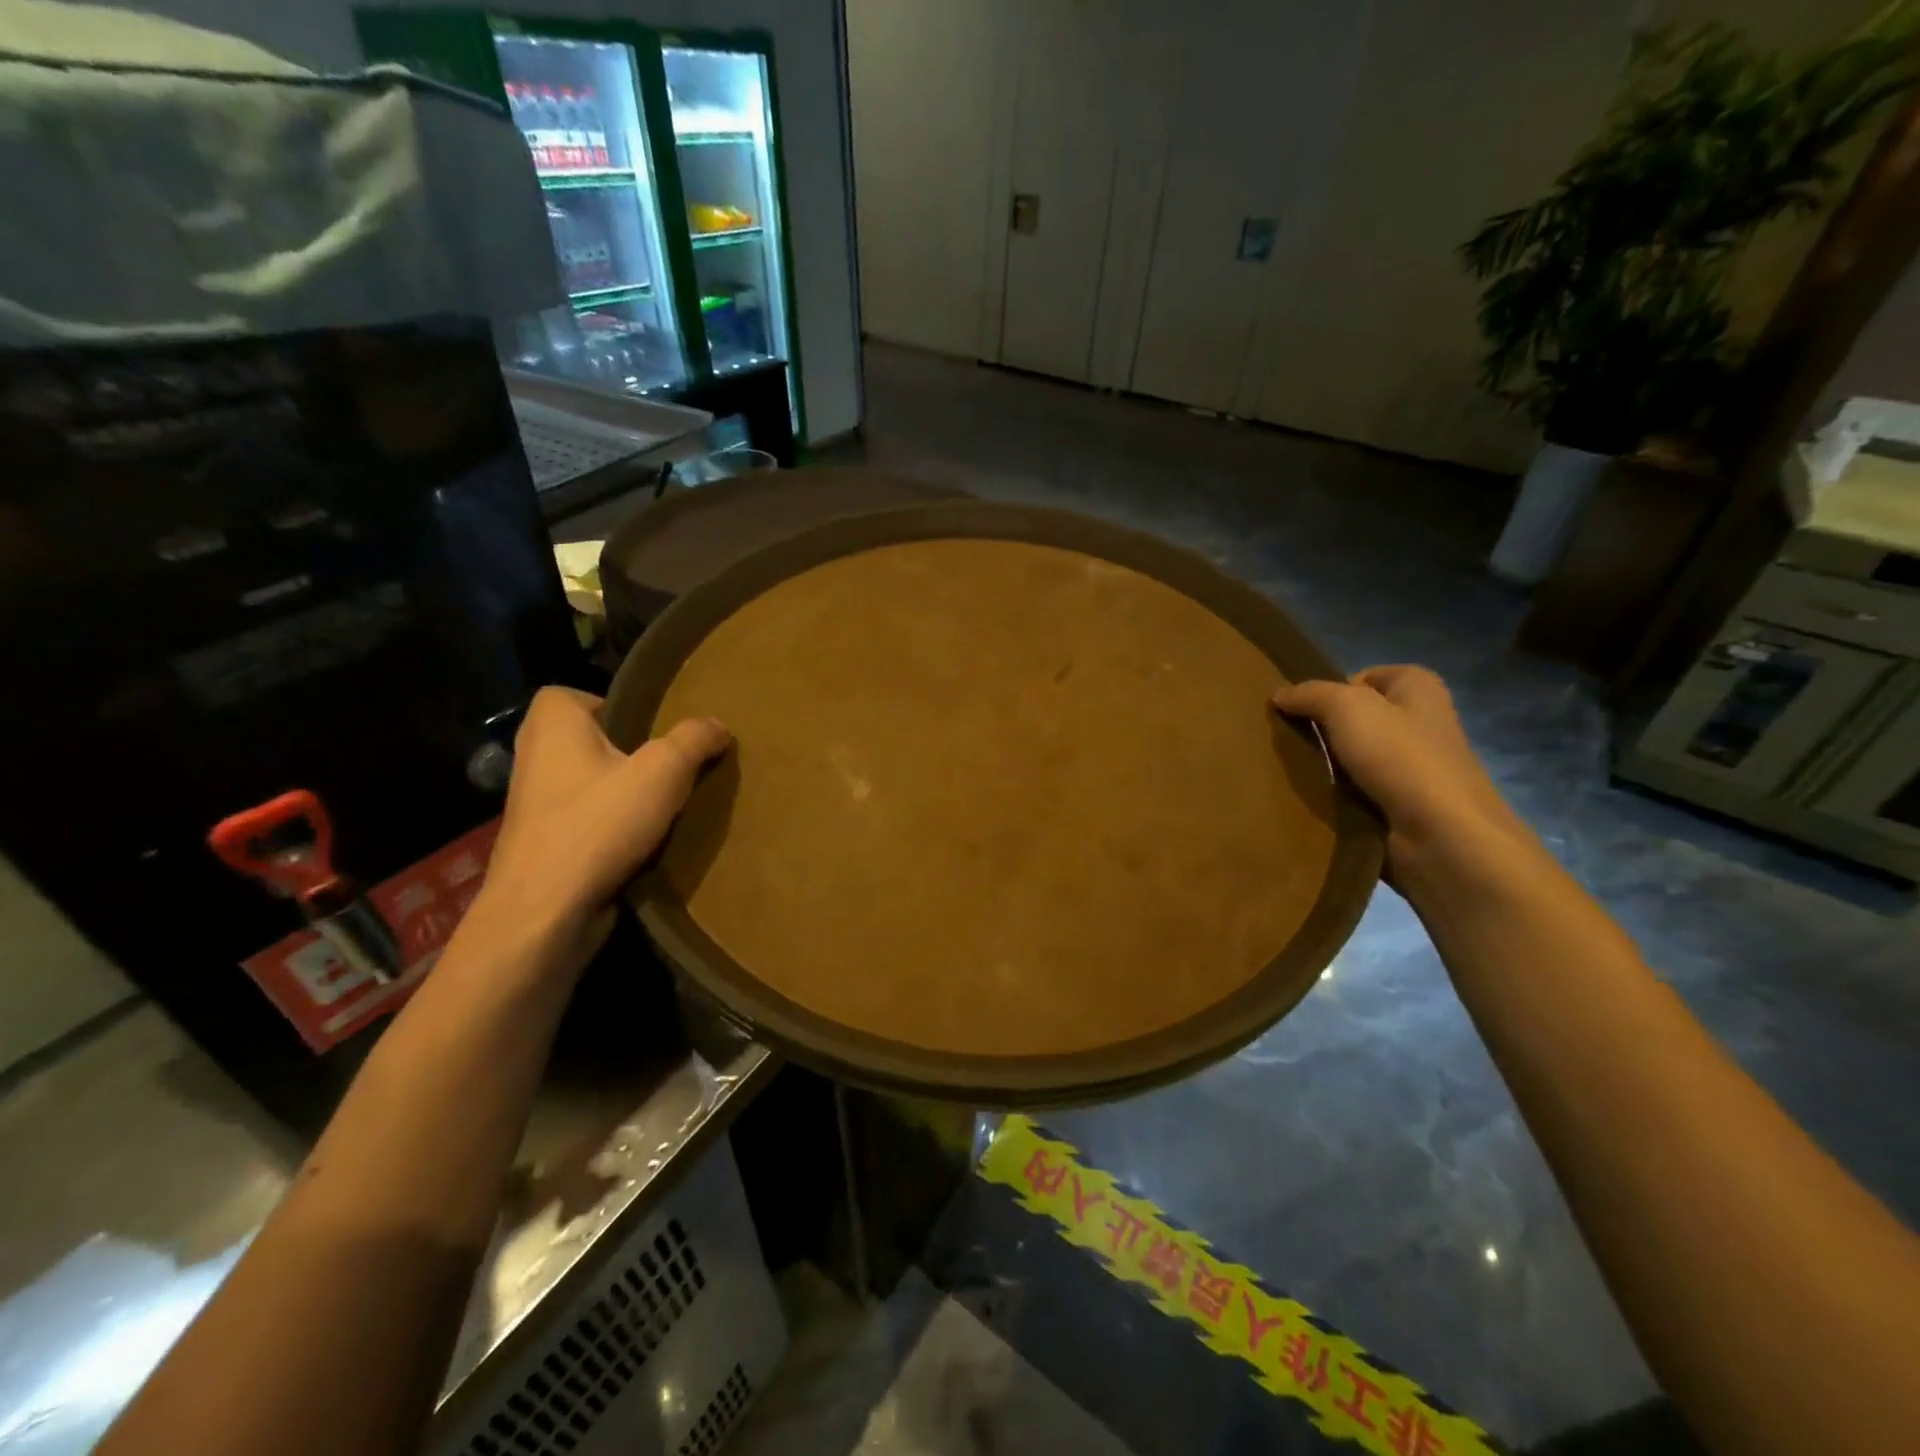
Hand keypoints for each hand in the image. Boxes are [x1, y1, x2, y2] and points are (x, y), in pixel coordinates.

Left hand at [474, 686, 730, 964]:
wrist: (545, 911)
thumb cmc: (598, 824)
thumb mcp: (664, 770)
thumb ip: (694, 739)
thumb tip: (718, 725)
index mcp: (551, 724)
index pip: (576, 694)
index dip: (616, 706)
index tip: (653, 729)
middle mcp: (535, 756)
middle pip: (591, 740)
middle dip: (631, 752)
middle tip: (673, 764)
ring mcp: (535, 803)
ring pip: (592, 781)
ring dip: (626, 791)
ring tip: (668, 803)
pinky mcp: (543, 843)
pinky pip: (588, 818)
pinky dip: (614, 824)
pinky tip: (648, 839)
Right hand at [1273, 666, 1531, 883]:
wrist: (1441, 836)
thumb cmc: (1400, 757)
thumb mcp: (1346, 707)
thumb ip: (1310, 694)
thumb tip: (1279, 695)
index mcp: (1419, 688)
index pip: (1364, 676)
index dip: (1332, 689)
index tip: (1305, 710)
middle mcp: (1421, 722)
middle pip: (1356, 718)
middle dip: (1324, 729)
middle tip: (1290, 740)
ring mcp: (1413, 767)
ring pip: (1354, 756)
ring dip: (1326, 765)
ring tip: (1293, 771)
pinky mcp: (1403, 804)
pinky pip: (1358, 790)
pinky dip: (1336, 795)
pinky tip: (1313, 800)